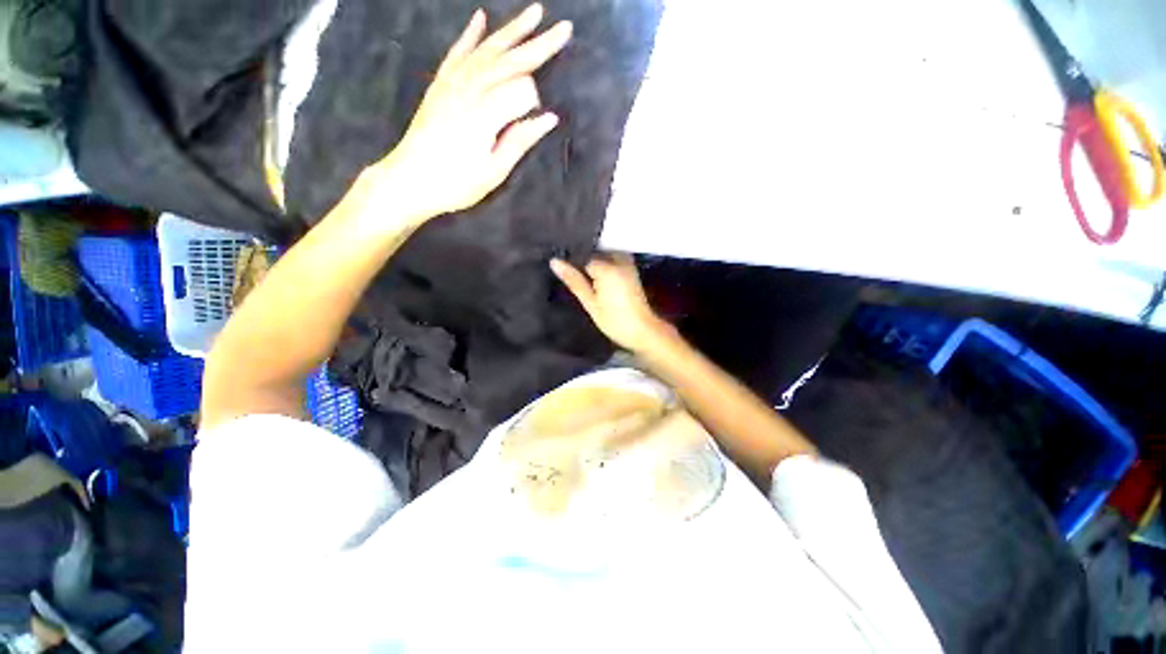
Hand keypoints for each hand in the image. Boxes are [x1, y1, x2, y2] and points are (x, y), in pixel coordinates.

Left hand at [375, 4, 570, 221]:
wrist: (410, 179)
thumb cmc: (456, 183)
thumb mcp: (494, 171)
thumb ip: (520, 140)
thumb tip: (549, 119)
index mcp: (486, 113)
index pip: (522, 90)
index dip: (534, 102)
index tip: (536, 121)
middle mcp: (470, 88)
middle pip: (510, 60)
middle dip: (539, 44)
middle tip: (564, 27)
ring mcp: (453, 82)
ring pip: (488, 49)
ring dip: (512, 30)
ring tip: (534, 12)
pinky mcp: (441, 83)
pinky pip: (458, 52)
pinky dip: (471, 34)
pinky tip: (481, 17)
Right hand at [550, 254, 671, 352]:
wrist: (643, 331)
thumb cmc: (614, 320)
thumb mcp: (590, 303)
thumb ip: (574, 280)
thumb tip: (554, 262)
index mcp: (607, 267)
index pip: (582, 255)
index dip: (570, 262)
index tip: (560, 270)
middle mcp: (618, 259)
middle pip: (593, 253)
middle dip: (581, 261)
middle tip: (567, 272)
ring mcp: (627, 264)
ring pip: (603, 255)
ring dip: (592, 262)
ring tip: (579, 275)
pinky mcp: (631, 270)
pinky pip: (612, 260)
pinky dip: (603, 265)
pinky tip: (595, 278)